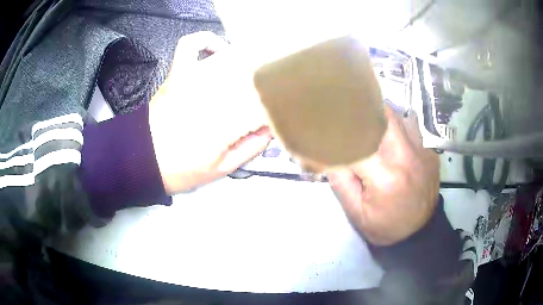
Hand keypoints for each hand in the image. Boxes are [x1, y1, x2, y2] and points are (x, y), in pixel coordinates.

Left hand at [149, 32, 271, 193]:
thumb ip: (252, 147)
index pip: (266, 105)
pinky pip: (192, 45)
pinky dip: (207, 41)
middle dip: (265, 87)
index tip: (280, 117)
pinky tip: (220, 49)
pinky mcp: (178, 73)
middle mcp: (215, 92)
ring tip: (252, 78)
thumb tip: (272, 127)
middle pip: (253, 77)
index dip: (277, 111)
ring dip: (247, 65)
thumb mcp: (223, 169)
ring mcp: (194, 78)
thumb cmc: (182, 170)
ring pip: (231, 59)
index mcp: (228, 121)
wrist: (143, 159)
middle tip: (268, 99)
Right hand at [327, 106, 439, 245]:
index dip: (340, 135)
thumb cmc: (386, 227)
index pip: (356, 142)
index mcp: (384, 175)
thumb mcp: (357, 214)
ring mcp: (422, 152)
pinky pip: (412, 129)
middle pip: (383, 116)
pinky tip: (392, 141)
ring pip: (399, 117)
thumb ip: (341, 182)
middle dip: (364, 114)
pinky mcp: (430, 153)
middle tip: (352, 120)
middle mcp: (406, 156)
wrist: (420, 233)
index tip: (329, 132)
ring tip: (371, 127)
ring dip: (382, 118)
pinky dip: (398, 129)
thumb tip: (328, 156)